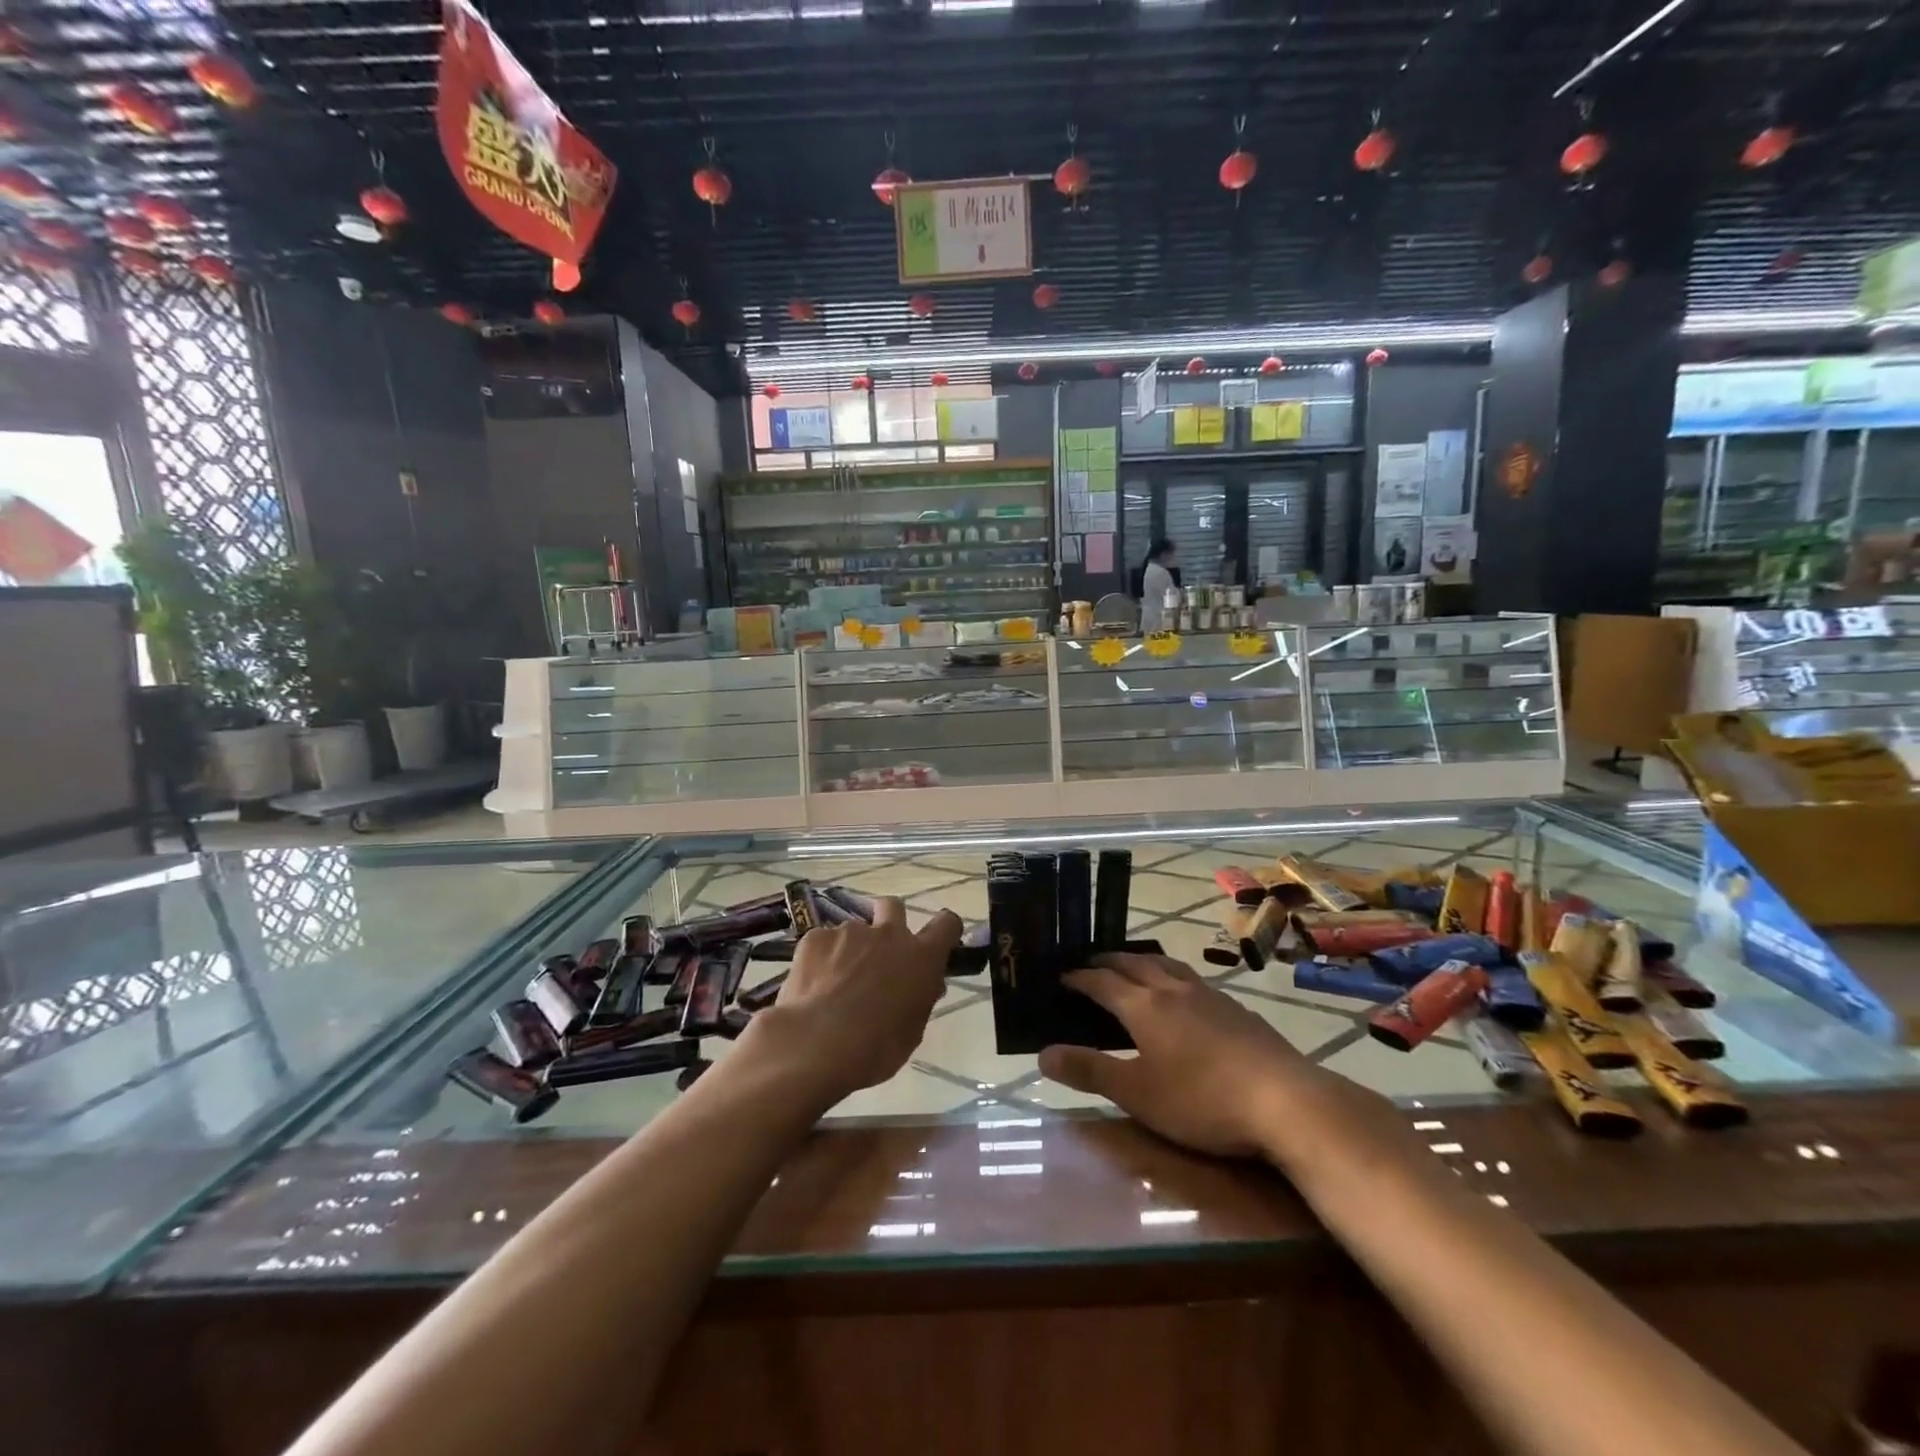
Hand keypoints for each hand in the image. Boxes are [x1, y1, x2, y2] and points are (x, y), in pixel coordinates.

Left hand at [742, 897, 960, 1108]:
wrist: (817, 1045)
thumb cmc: (876, 1048)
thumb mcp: (912, 1031)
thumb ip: (920, 999)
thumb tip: (925, 985)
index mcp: (921, 957)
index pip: (946, 924)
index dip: (943, 929)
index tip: (936, 942)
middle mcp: (889, 934)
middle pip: (893, 906)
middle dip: (888, 920)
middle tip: (878, 951)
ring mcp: (850, 932)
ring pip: (854, 930)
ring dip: (850, 949)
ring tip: (834, 983)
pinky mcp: (816, 937)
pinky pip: (823, 942)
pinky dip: (821, 959)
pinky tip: (813, 986)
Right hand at [1039, 953, 1315, 1157]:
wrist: (1285, 1100)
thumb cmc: (1201, 1100)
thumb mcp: (1137, 1094)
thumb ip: (1089, 1072)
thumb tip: (1043, 1054)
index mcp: (1143, 1006)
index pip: (1101, 982)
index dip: (1078, 978)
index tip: (1060, 976)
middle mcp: (1173, 989)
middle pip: (1133, 963)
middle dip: (1107, 961)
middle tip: (1089, 964)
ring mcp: (1209, 995)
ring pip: (1166, 965)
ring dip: (1141, 962)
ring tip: (1131, 967)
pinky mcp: (1236, 1008)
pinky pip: (1192, 979)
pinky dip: (1171, 976)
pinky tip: (1182, 995)